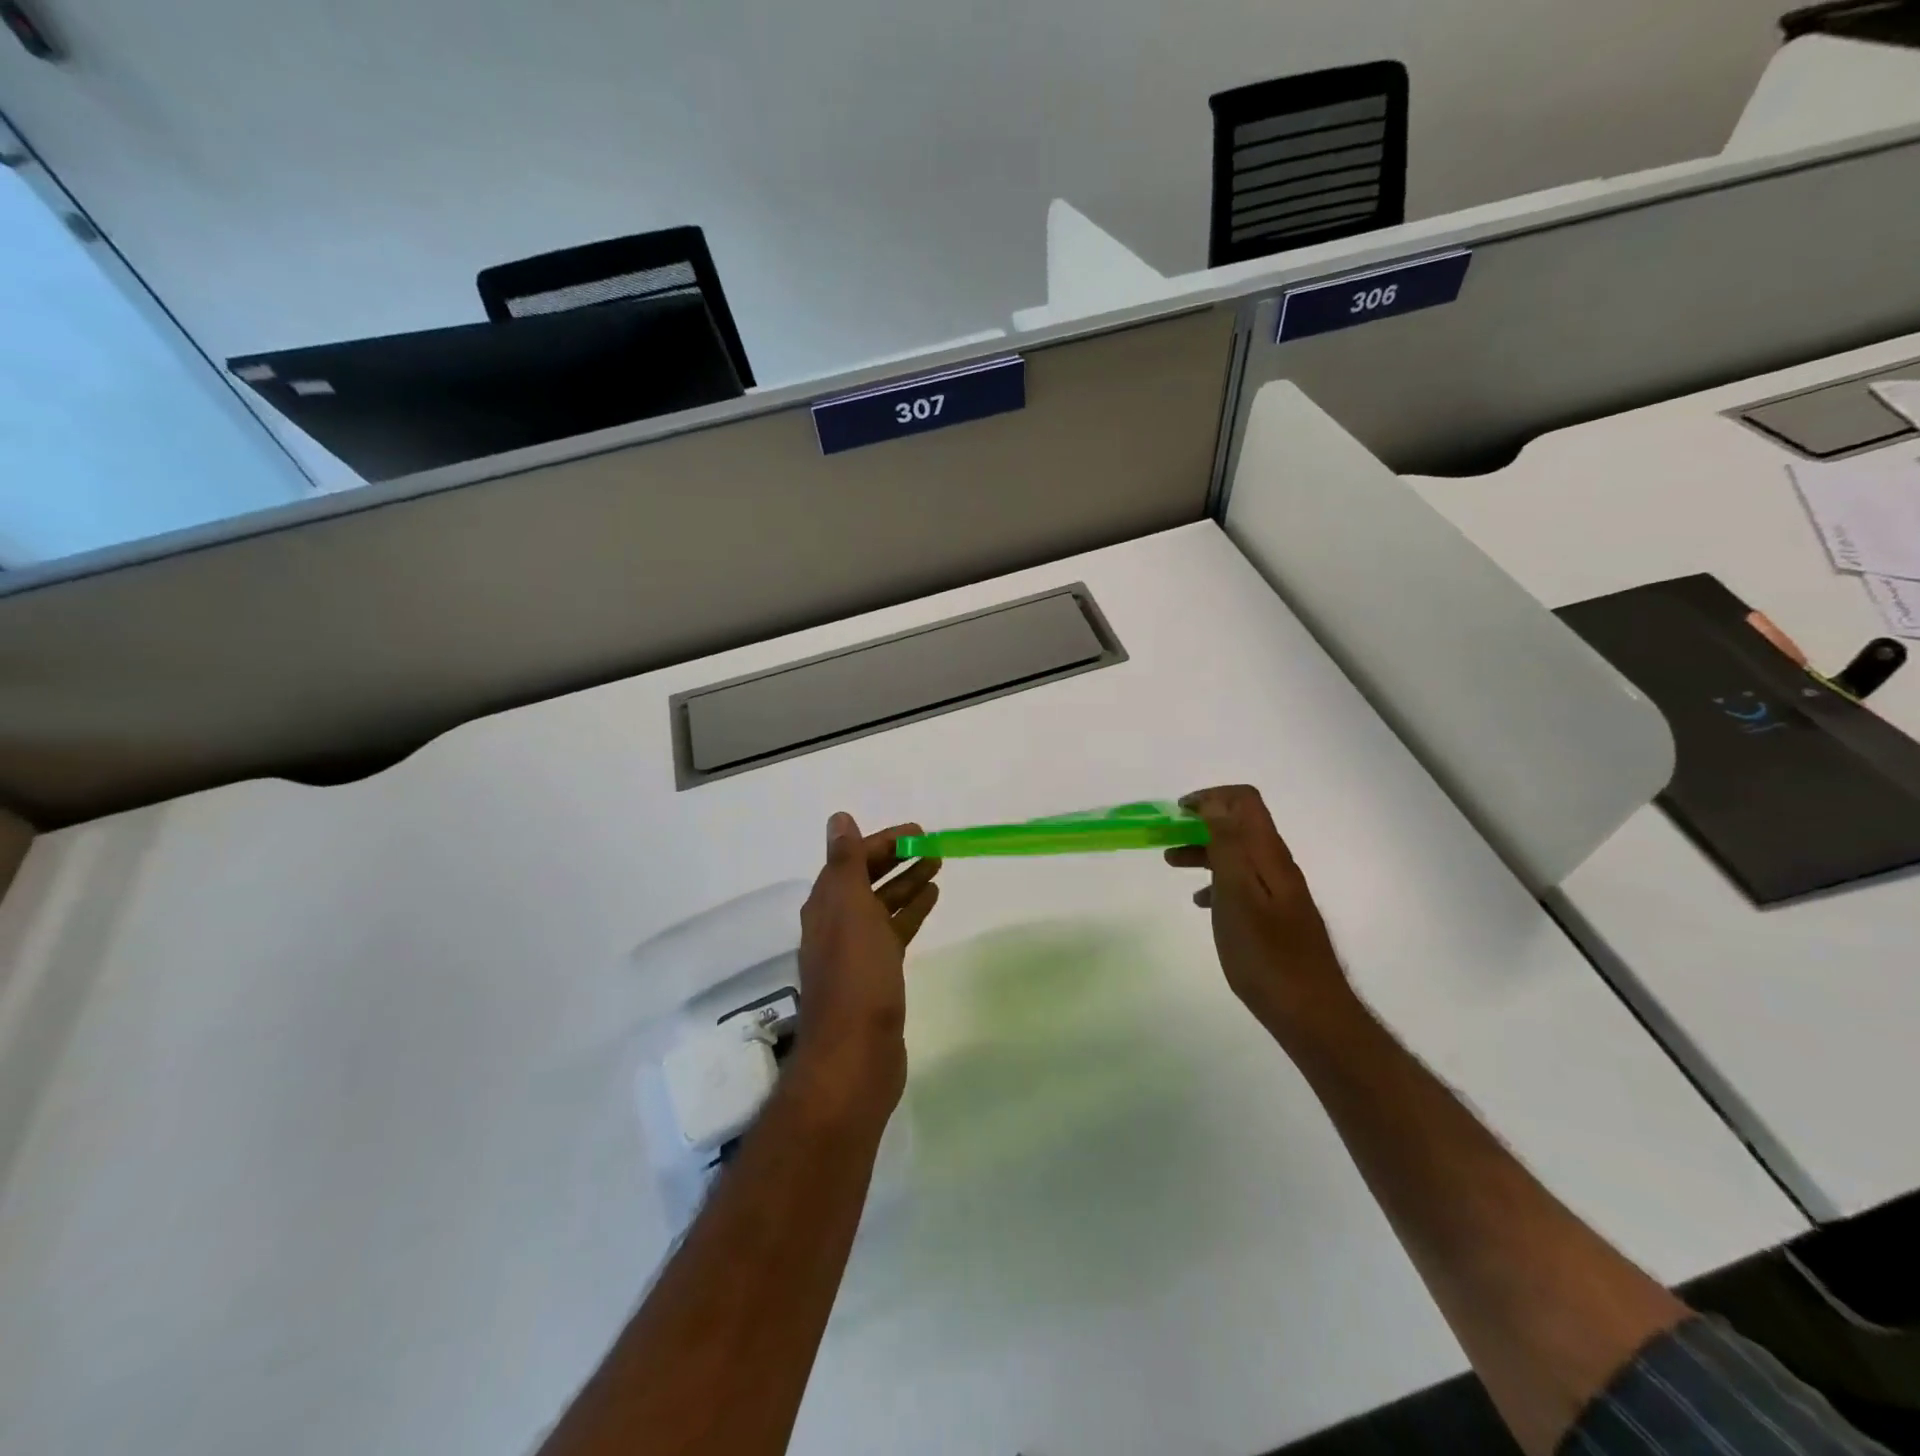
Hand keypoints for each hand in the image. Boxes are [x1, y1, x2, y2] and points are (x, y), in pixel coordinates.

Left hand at [790, 812, 941, 1120]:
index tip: (918, 831)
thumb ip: (846, 862)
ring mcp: (856, 951)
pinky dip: (910, 912)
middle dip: (897, 859)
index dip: (883, 841)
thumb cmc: (856, 975)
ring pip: (883, 905)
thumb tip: (838, 819)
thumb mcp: (849, 908)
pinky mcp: (876, 974)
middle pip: (867, 880)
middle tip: (933, 846)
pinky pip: (894, 931)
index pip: (853, 859)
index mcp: (827, 904)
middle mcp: (836, 923)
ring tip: (938, 867)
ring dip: (906, 883)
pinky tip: (930, 901)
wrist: (855, 1054)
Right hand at [1165, 785, 1352, 1037]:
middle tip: (1166, 838)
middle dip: (1201, 823)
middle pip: (1239, 825)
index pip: (1244, 801)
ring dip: (1204, 851)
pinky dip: (1217, 881)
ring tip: (1172, 864)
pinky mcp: (1276, 915)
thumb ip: (1228, 846)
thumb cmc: (1266, 955)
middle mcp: (1277, 866)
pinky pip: (1242, 883)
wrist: (1311, 1013)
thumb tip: (1214, 803)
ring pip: (1238, 854)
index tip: (1177, 813)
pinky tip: (1202, 902)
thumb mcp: (1238, 896)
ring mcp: (1279, 891)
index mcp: (1268, 856)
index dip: (1210, 797)